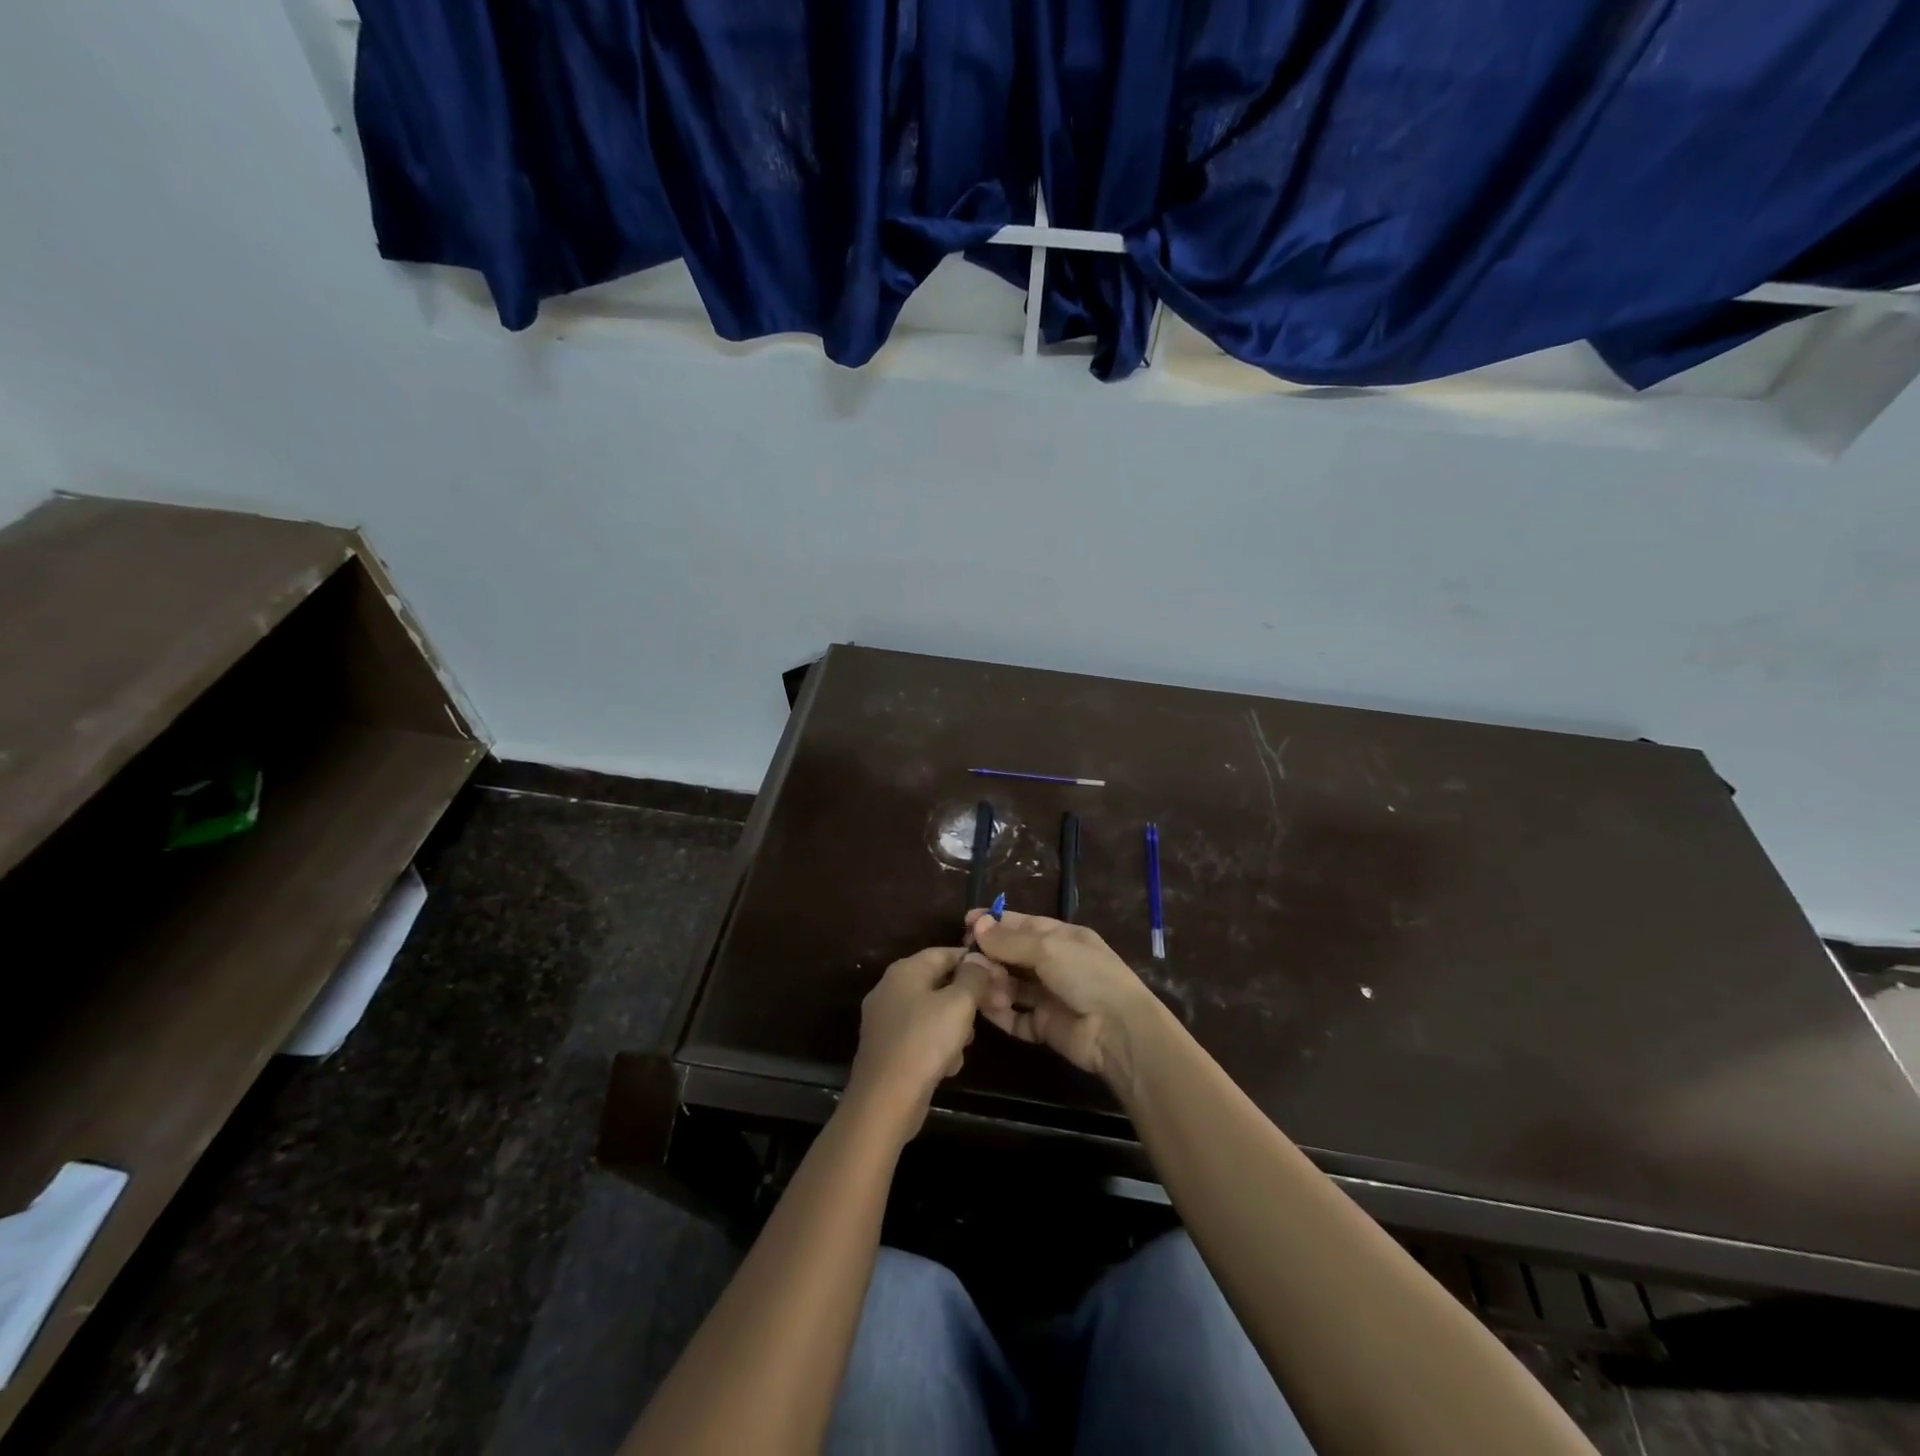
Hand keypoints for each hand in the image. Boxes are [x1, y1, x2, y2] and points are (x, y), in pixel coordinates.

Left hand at [846, 947, 1007, 1137]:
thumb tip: (979, 959)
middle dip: (966, 998)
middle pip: (938, 982)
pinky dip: (936, 1047)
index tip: (999, 977)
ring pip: (932, 1012)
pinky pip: (920, 1037)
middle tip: (990, 1012)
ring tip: (964, 1045)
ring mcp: (885, 1020)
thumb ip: (973, 977)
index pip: (945, 953)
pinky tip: (947, 1067)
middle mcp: (890, 989)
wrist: (885, 1101)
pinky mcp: (886, 1049)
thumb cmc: (924, 1042)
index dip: (974, 962)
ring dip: (954, 1026)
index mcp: (905, 970)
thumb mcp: (958, 1004)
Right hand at [965, 910, 1160, 1084]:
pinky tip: (983, 1007)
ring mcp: (1050, 996)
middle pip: (1014, 955)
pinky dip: (1000, 1013)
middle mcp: (1055, 964)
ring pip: (1012, 985)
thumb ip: (1010, 940)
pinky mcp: (1044, 1026)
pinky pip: (1016, 1017)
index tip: (965, 922)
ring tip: (975, 983)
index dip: (995, 922)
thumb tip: (977, 925)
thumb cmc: (1086, 975)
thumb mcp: (1048, 948)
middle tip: (965, 958)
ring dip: (993, 983)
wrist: (1117, 1030)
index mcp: (1062, 937)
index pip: (1022, 924)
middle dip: (990, 954)